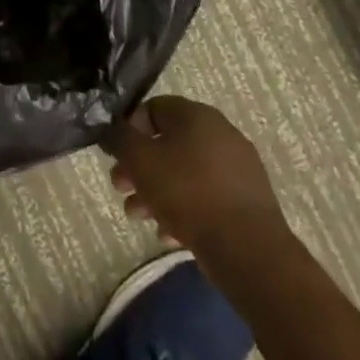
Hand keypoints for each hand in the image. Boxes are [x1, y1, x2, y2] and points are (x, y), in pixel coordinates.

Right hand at [107, 95, 287, 253]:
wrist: (249, 251)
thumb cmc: (188, 194)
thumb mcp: (140, 161)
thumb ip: (119, 139)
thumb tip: (110, 129)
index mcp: (196, 115)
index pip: (153, 108)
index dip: (129, 129)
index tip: (117, 156)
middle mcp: (220, 133)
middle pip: (168, 143)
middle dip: (140, 166)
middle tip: (121, 188)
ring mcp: (238, 168)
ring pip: (185, 172)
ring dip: (157, 191)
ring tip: (139, 217)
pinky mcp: (247, 201)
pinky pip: (206, 197)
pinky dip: (185, 210)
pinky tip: (169, 235)